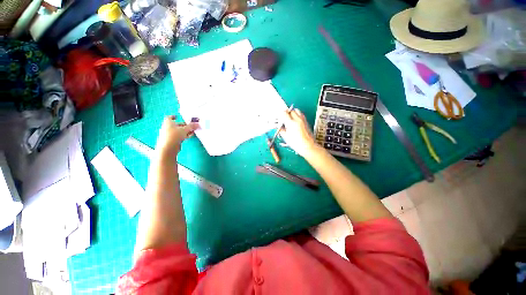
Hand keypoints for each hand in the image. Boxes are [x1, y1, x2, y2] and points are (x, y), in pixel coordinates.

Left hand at [156, 115, 199, 154]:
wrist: (168, 148)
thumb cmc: (175, 135)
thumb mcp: (185, 129)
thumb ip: (191, 126)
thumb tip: (198, 124)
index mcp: (168, 122)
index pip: (169, 117)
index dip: (173, 116)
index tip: (178, 116)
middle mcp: (167, 127)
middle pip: (176, 125)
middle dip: (184, 125)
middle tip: (191, 126)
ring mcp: (168, 134)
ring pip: (178, 131)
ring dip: (185, 131)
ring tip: (192, 132)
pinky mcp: (171, 140)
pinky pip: (178, 136)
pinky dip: (183, 135)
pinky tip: (189, 137)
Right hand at [280, 109, 317, 157]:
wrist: (308, 146)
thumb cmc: (297, 144)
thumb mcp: (286, 137)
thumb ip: (281, 130)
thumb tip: (279, 126)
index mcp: (291, 123)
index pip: (284, 113)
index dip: (280, 115)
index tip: (279, 119)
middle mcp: (298, 119)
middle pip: (290, 110)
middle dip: (286, 113)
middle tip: (284, 119)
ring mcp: (303, 120)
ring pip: (296, 110)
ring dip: (292, 113)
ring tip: (289, 119)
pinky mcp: (306, 122)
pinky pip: (300, 114)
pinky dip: (297, 115)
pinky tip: (294, 122)